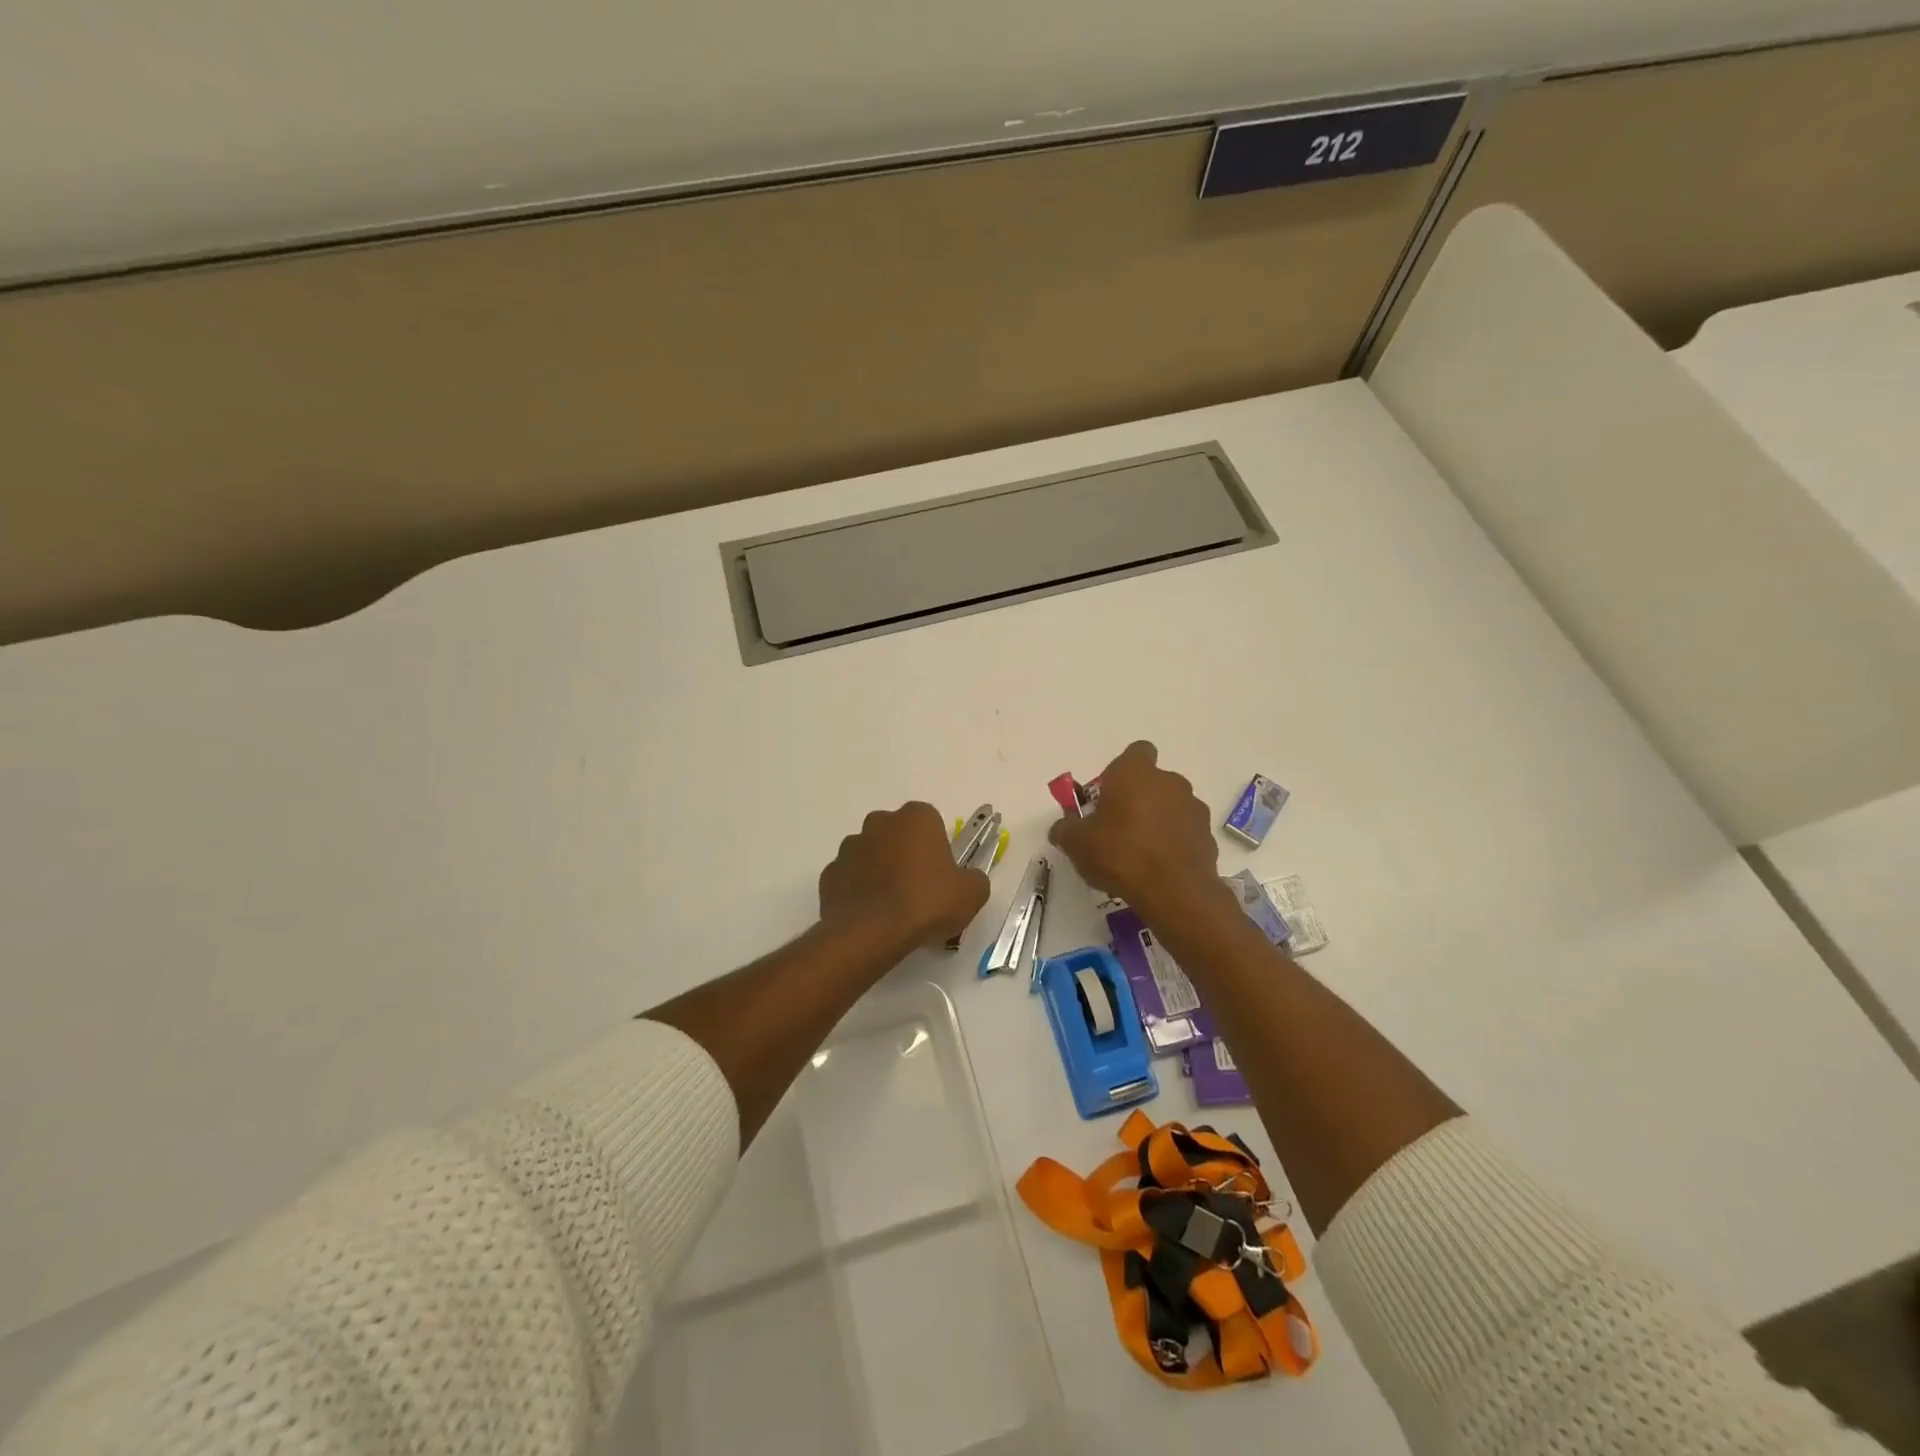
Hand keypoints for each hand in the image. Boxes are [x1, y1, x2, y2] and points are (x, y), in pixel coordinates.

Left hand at [819, 802, 990, 949]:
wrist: (872, 933)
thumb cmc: (926, 903)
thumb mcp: (971, 894)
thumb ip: (974, 879)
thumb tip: (967, 880)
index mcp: (916, 818)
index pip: (931, 823)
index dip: (937, 849)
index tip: (942, 875)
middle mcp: (879, 822)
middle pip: (898, 834)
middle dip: (906, 854)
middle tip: (919, 889)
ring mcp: (850, 846)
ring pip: (871, 854)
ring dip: (880, 871)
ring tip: (893, 907)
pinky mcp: (830, 873)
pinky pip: (850, 878)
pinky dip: (859, 891)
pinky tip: (871, 915)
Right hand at [1049, 742, 1221, 912]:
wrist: (1173, 890)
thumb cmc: (1120, 854)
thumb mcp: (1076, 843)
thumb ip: (1065, 829)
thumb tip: (1062, 828)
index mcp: (1135, 773)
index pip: (1136, 752)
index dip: (1121, 771)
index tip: (1108, 795)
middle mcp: (1169, 781)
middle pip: (1152, 782)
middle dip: (1137, 799)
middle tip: (1117, 828)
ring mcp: (1193, 808)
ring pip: (1171, 806)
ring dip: (1157, 821)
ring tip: (1139, 853)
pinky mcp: (1207, 836)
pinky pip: (1184, 832)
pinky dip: (1173, 843)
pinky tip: (1158, 868)